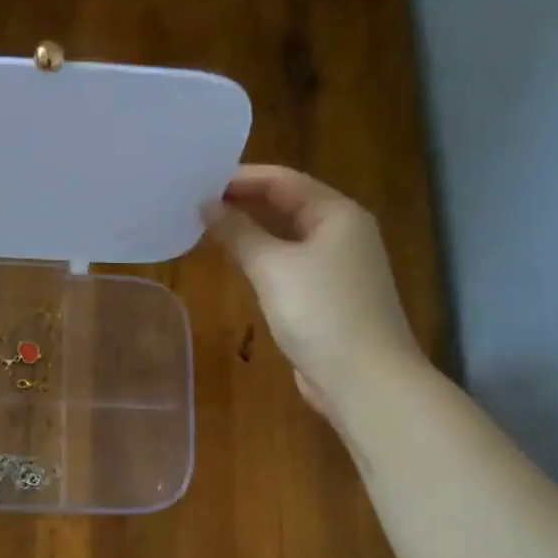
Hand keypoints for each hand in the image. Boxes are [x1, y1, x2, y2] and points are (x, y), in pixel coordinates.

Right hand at [210, 165, 422, 412]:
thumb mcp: (273, 267)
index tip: (197, 183)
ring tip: (205, 227)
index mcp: (336, 214)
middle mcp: (341, 232)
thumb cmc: (320, 312)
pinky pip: (288, 263)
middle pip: (286, 204)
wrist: (364, 379)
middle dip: (242, 202)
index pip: (282, 180)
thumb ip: (238, 233)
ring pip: (286, 235)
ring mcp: (335, 266)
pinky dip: (260, 256)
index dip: (239, 178)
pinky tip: (234, 261)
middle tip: (194, 204)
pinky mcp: (326, 295)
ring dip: (249, 229)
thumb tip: (206, 206)